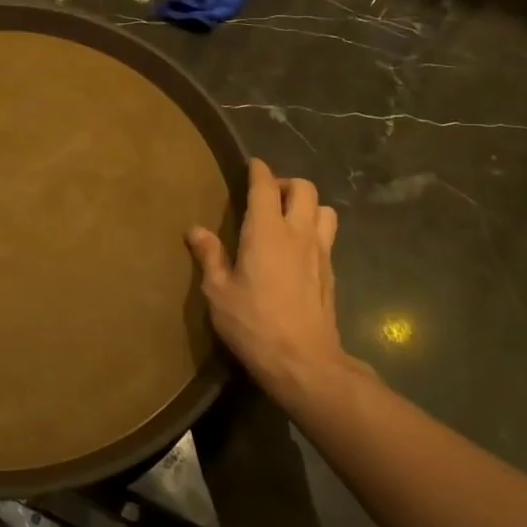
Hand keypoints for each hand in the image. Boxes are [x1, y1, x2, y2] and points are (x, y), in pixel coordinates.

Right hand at [187, 158, 347, 399]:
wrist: (304, 362)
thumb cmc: (253, 324)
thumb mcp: (218, 292)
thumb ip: (210, 256)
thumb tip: (195, 230)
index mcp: (266, 232)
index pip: (265, 186)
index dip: (258, 171)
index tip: (252, 164)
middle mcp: (298, 233)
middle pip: (304, 188)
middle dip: (285, 183)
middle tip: (266, 196)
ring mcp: (320, 252)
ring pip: (324, 209)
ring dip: (307, 205)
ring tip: (288, 219)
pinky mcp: (331, 273)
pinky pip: (327, 236)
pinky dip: (314, 231)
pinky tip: (298, 250)